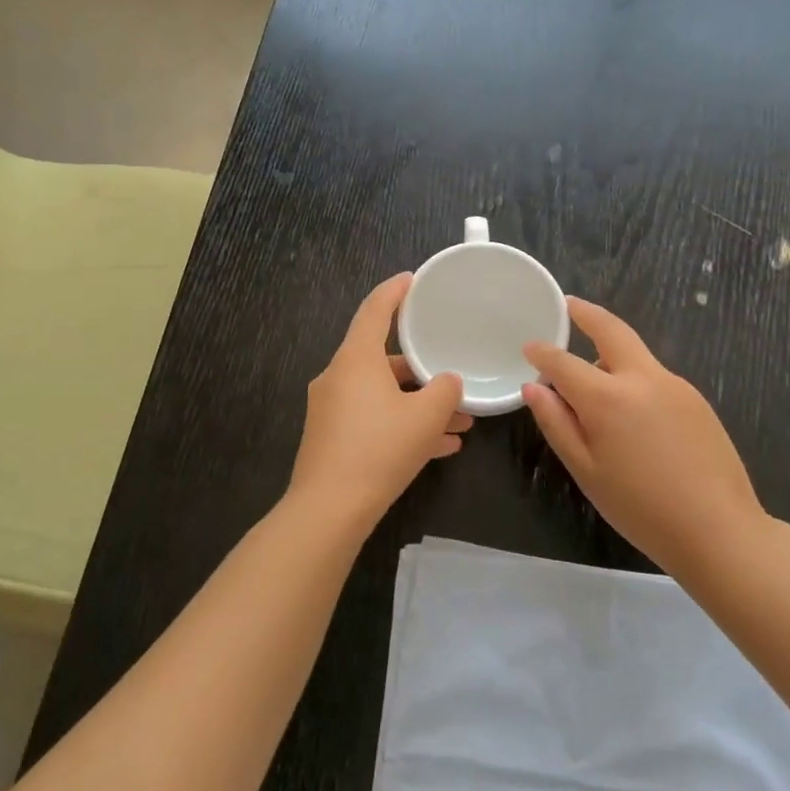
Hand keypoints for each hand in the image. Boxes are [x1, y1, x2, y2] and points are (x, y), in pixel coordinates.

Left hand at [285, 274, 469, 535]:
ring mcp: (332, 408)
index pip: (375, 310)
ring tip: (460, 422)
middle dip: (422, 370)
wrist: (329, 510)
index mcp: (355, 359)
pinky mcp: (332, 437)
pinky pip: (374, 420)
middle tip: (452, 372)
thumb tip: (447, 382)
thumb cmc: (379, 449)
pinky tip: (440, 448)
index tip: (412, 279)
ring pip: (384, 395)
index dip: (395, 291)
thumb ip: (444, 391)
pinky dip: (402, 425)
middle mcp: (339, 376)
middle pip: (384, 359)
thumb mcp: (425, 417)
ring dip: (419, 405)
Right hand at [523, 297, 768, 576]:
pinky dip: (633, 378)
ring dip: (610, 354)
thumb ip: (556, 423)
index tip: (529, 347)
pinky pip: (655, 376)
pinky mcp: (697, 399)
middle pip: (611, 329)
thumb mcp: (586, 470)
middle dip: (586, 313)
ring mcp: (675, 385)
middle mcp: (643, 378)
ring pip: (635, 354)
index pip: (564, 362)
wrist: (719, 531)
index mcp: (608, 398)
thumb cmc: (640, 508)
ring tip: (593, 386)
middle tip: (569, 305)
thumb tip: (533, 387)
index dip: (542, 352)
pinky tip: (633, 415)